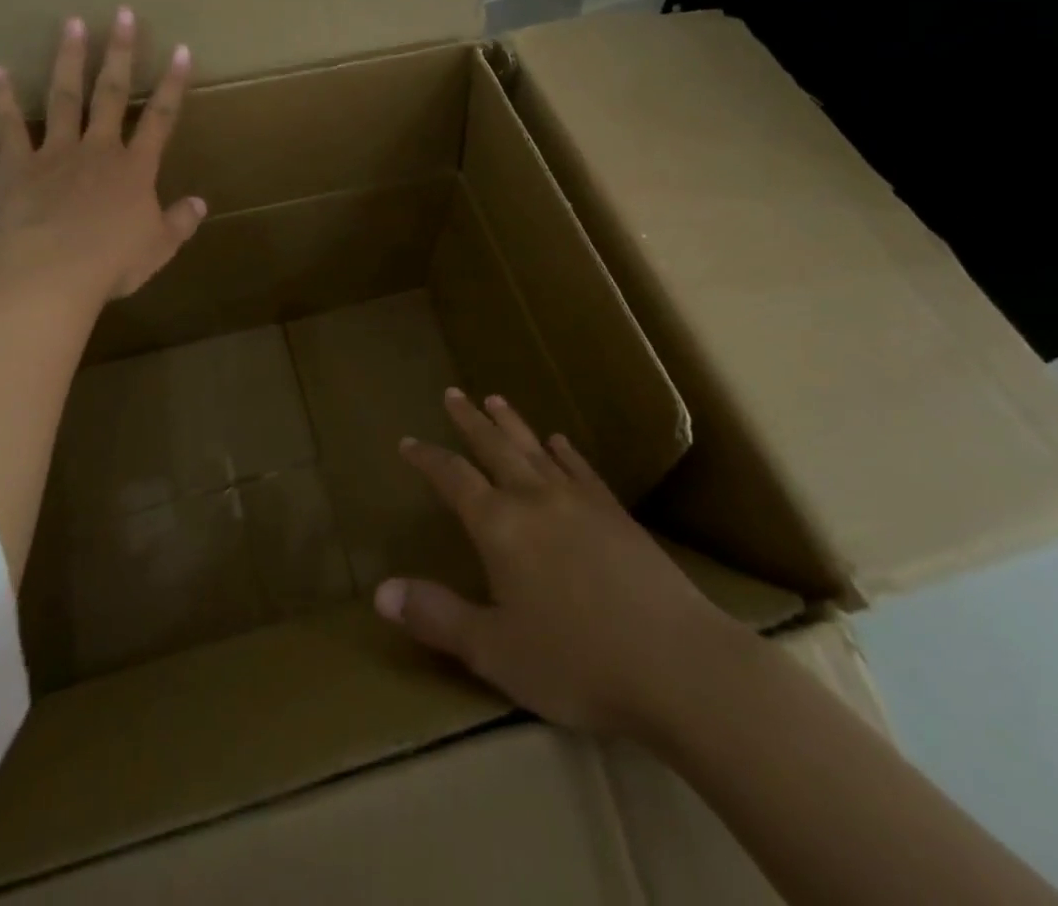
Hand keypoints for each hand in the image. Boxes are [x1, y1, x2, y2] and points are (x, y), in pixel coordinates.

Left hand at [0, 7, 205, 301]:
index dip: (173, 83)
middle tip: (123, 14)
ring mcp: (57, 153)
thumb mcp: (159, 247)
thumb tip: (200, 204)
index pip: (161, 118)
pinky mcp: (19, 165)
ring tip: (72, 23)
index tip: (181, 50)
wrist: (55, 271)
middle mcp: (99, 149)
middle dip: (120, 53)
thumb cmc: (113, 261)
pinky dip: (2, 99)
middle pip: (112, 93)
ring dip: (69, 60)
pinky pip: (10, 127)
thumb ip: (180, 222)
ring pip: (65, 97)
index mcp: (136, 169)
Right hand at [375, 390, 747, 739]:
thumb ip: (436, 617)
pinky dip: (566, 452)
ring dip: (512, 424)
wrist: (678, 664)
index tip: (407, 442)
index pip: (452, 479)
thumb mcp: (494, 651)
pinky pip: (582, 470)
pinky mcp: (616, 514)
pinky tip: (560, 441)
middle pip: (494, 448)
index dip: (427, 459)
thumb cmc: (576, 661)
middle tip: (453, 393)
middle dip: (469, 421)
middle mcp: (534, 499)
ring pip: (535, 449)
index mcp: (499, 527)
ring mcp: (579, 501)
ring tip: (496, 399)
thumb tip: (380, 591)